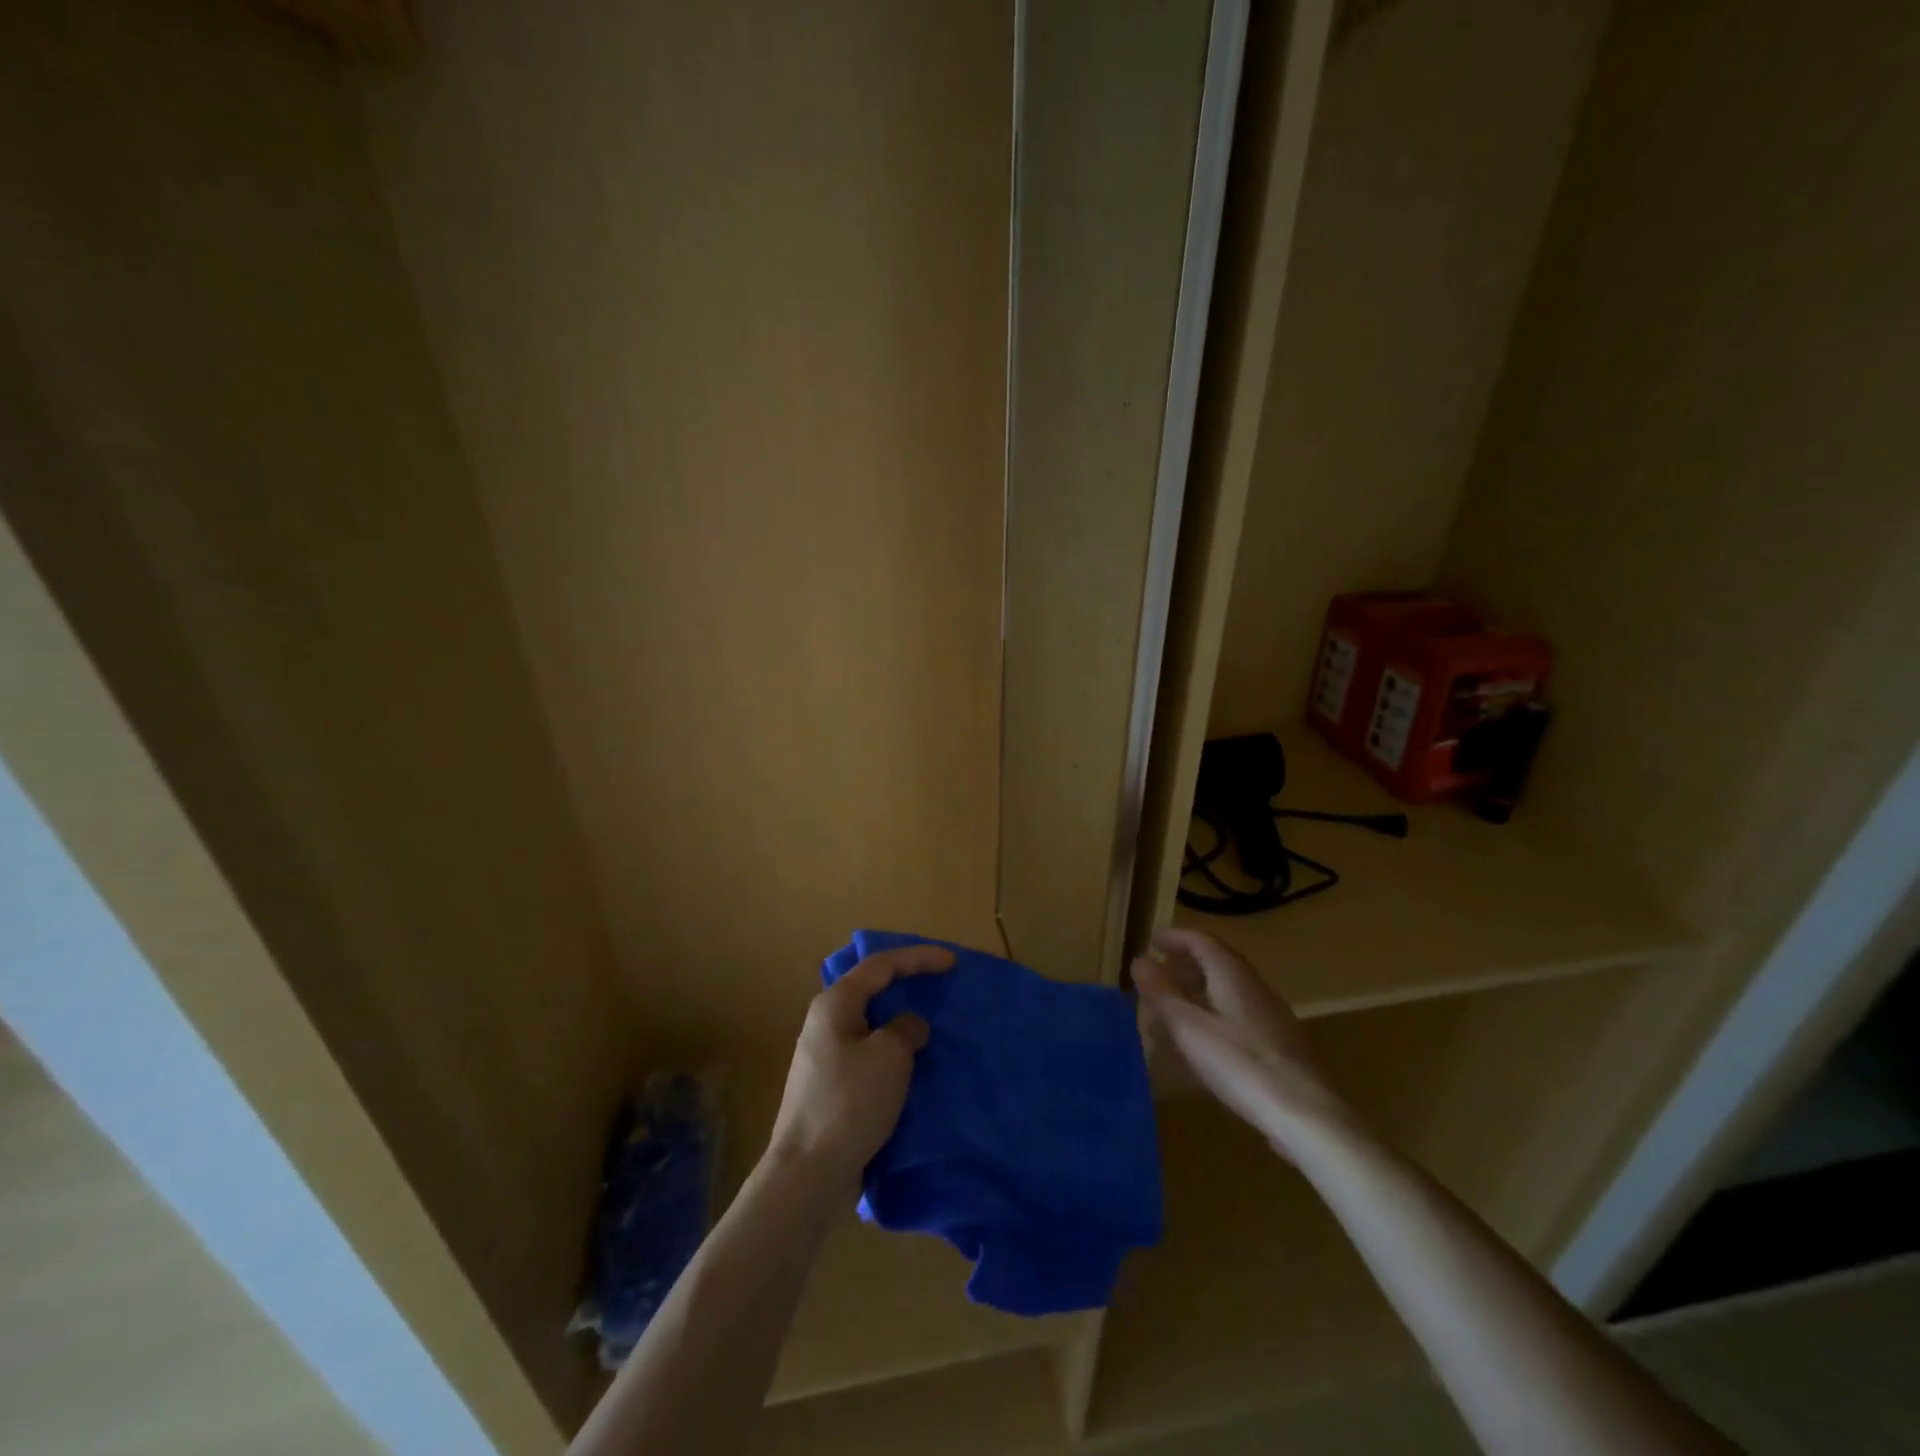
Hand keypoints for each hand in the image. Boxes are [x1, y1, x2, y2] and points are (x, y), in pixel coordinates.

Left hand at [766, 944, 952, 1186]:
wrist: (808, 1173)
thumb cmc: (850, 1102)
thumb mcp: (890, 1056)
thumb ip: (906, 1029)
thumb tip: (908, 1026)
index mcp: (835, 1003)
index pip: (881, 965)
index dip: (918, 958)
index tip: (952, 962)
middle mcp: (825, 1021)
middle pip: (872, 989)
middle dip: (907, 983)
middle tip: (940, 984)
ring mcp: (824, 1055)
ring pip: (871, 1023)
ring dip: (900, 1020)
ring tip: (931, 1022)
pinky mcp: (830, 1086)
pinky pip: (868, 1052)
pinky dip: (892, 1050)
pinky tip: (912, 1062)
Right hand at [1132, 928, 1353, 1154]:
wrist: (1306, 1115)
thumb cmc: (1239, 1064)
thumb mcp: (1188, 1027)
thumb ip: (1162, 992)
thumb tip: (1140, 960)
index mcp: (1232, 974)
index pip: (1201, 940)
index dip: (1175, 937)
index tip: (1152, 941)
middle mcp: (1255, 986)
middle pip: (1218, 961)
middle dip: (1186, 962)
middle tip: (1160, 973)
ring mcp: (1273, 1015)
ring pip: (1230, 989)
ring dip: (1200, 988)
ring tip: (1177, 1006)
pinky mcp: (1282, 1044)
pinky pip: (1240, 1013)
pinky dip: (1216, 1012)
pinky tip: (1207, 1040)